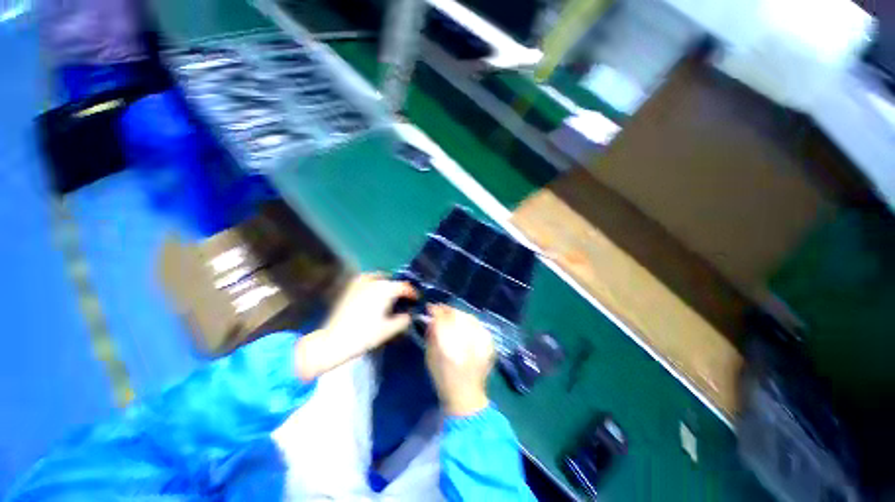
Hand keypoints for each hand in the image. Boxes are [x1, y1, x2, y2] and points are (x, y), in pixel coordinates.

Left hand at [295, 273, 416, 380]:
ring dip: (388, 285)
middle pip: (393, 282)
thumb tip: (410, 314)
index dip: (412, 293)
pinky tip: (375, 292)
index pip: (404, 287)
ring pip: (380, 278)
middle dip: (400, 289)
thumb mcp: (389, 330)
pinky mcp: (350, 288)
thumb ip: (404, 320)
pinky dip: (375, 283)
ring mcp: (360, 283)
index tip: (416, 300)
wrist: (333, 341)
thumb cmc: (364, 336)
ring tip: (391, 295)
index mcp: (385, 290)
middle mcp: (374, 281)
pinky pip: (367, 279)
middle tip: (404, 300)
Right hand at [425, 305, 494, 416]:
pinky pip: (478, 325)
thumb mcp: (430, 357)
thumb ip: (431, 335)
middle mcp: (467, 342)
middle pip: (457, 316)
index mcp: (450, 347)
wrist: (466, 395)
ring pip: (469, 318)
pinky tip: (465, 324)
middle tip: (441, 310)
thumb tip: (432, 318)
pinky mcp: (489, 344)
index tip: (431, 307)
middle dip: (448, 311)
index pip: (442, 320)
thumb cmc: (443, 377)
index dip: (436, 311)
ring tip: (452, 316)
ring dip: (459, 314)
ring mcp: (481, 342)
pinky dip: (470, 322)